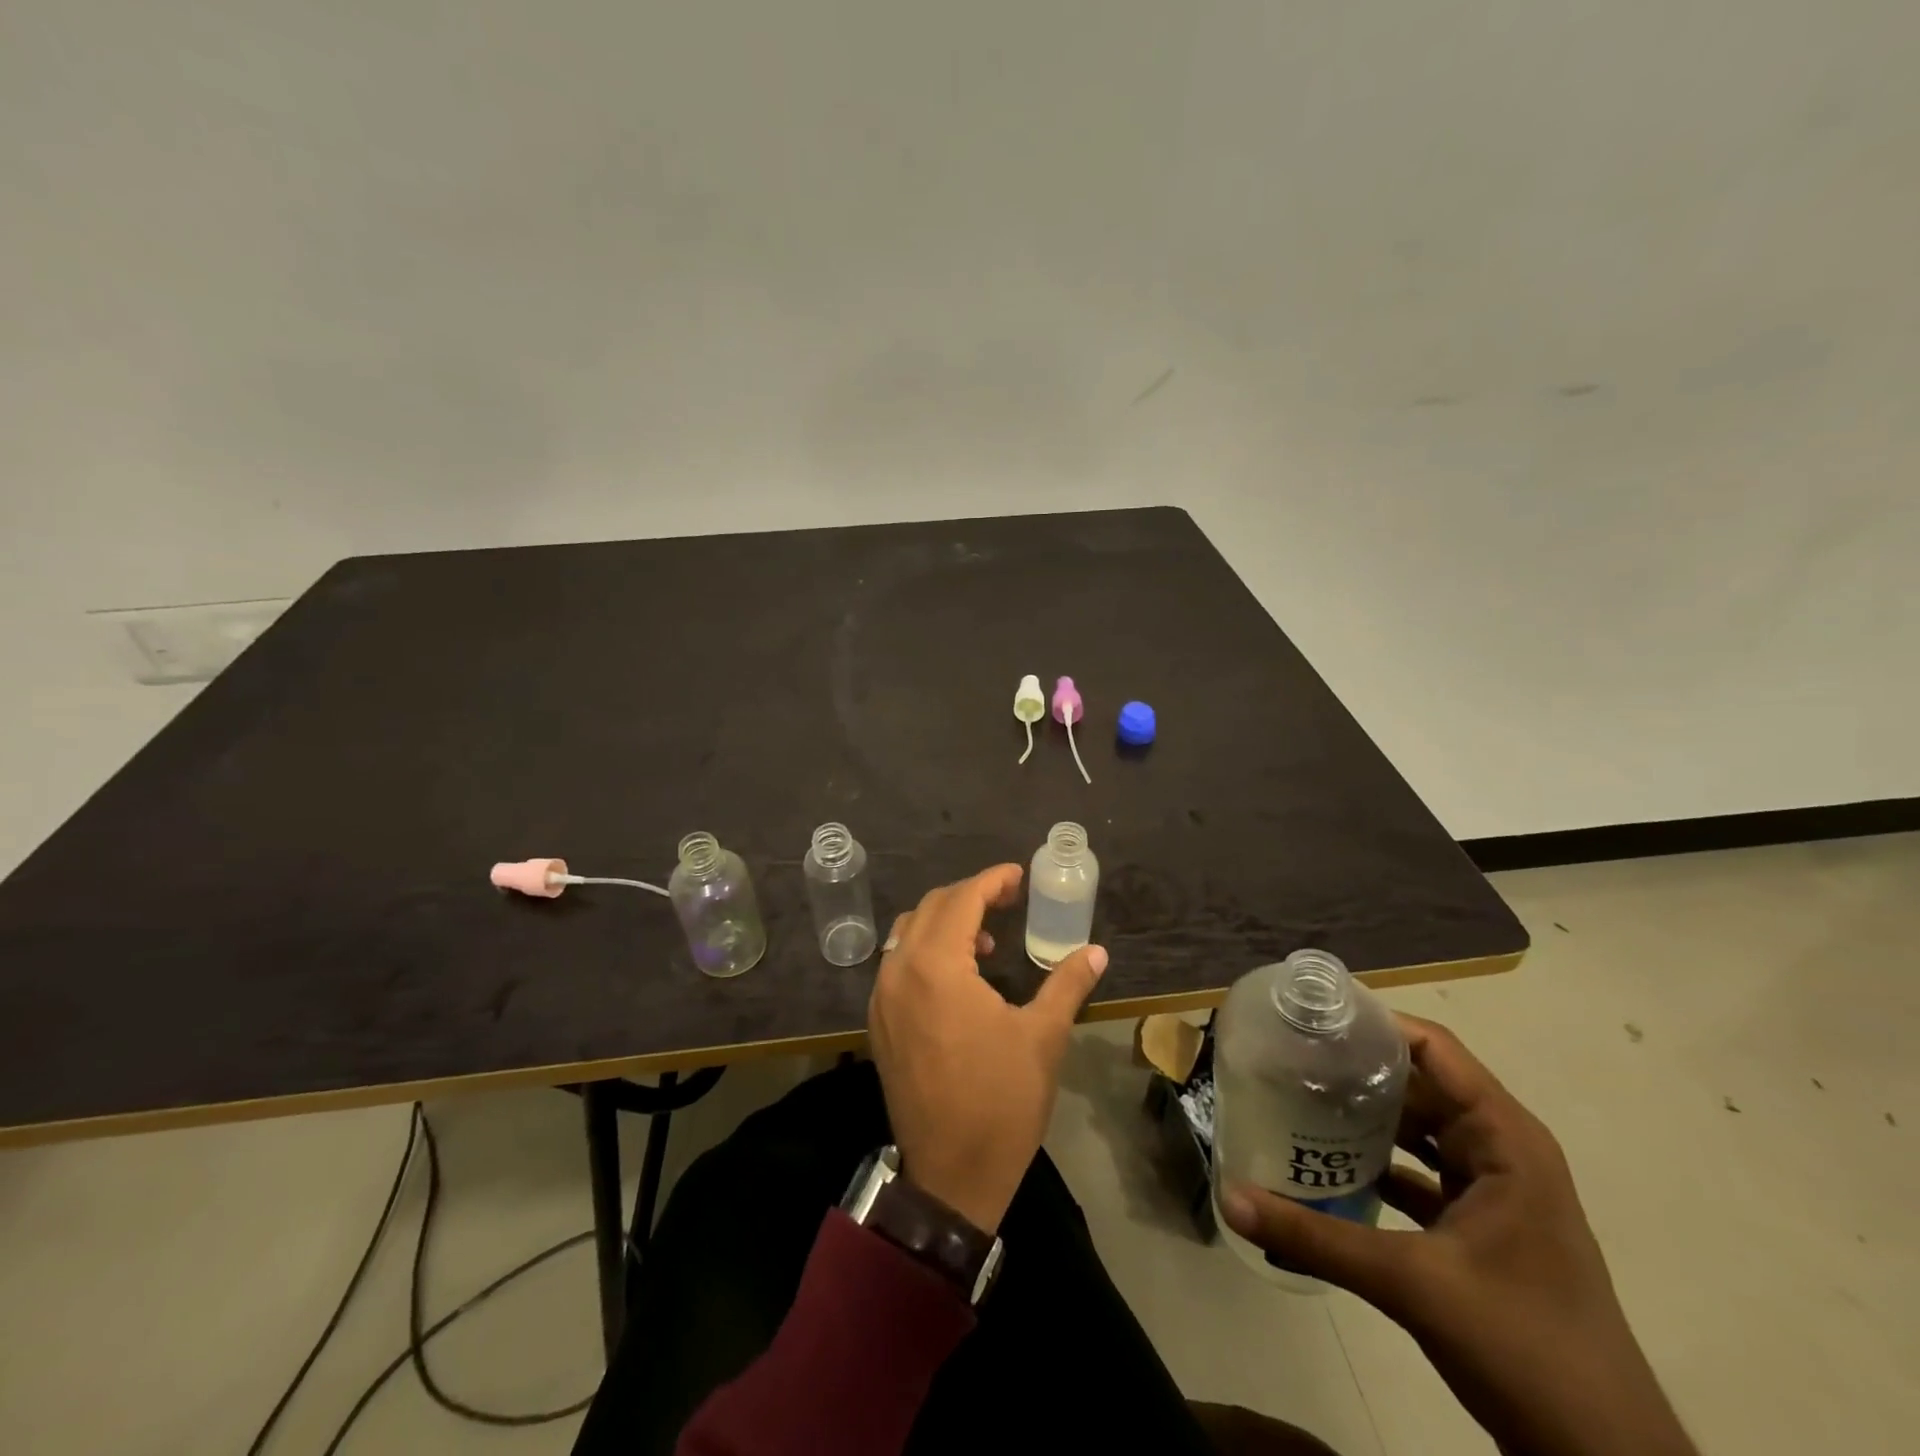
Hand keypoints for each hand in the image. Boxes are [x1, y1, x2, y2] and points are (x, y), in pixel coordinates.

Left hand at [866, 864, 1106, 1233]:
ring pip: (907, 934)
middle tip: (1008, 901)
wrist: (951, 1177)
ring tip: (985, 945)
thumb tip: (1096, 951)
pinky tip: (957, 978)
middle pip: (930, 908)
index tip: (1018, 876)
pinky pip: (897, 964)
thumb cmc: (1001, 1102)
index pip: (961, 900)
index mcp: (937, 967)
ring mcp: (882, 998)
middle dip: (969, 896)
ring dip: (944, 923)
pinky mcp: (879, 1023)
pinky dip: (925, 951)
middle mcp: (899, 972)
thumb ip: (1067, 983)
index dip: (991, 881)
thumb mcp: (1043, 1037)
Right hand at [1220, 1015, 1695, 1455]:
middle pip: (1420, 1082)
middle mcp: (1502, 1149)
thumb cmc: (1525, 1347)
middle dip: (1356, 1066)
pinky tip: (1328, 1162)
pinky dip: (1378, 1160)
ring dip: (1365, 1113)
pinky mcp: (1481, 1225)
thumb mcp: (1411, 1284)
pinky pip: (1421, 1170)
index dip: (1373, 1022)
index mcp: (1505, 1139)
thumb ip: (1315, 1238)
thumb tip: (1229, 1198)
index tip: (1310, 1015)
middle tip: (1287, 1053)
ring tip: (1296, 1094)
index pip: (1433, 1048)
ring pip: (1420, 1127)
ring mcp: (1495, 1189)